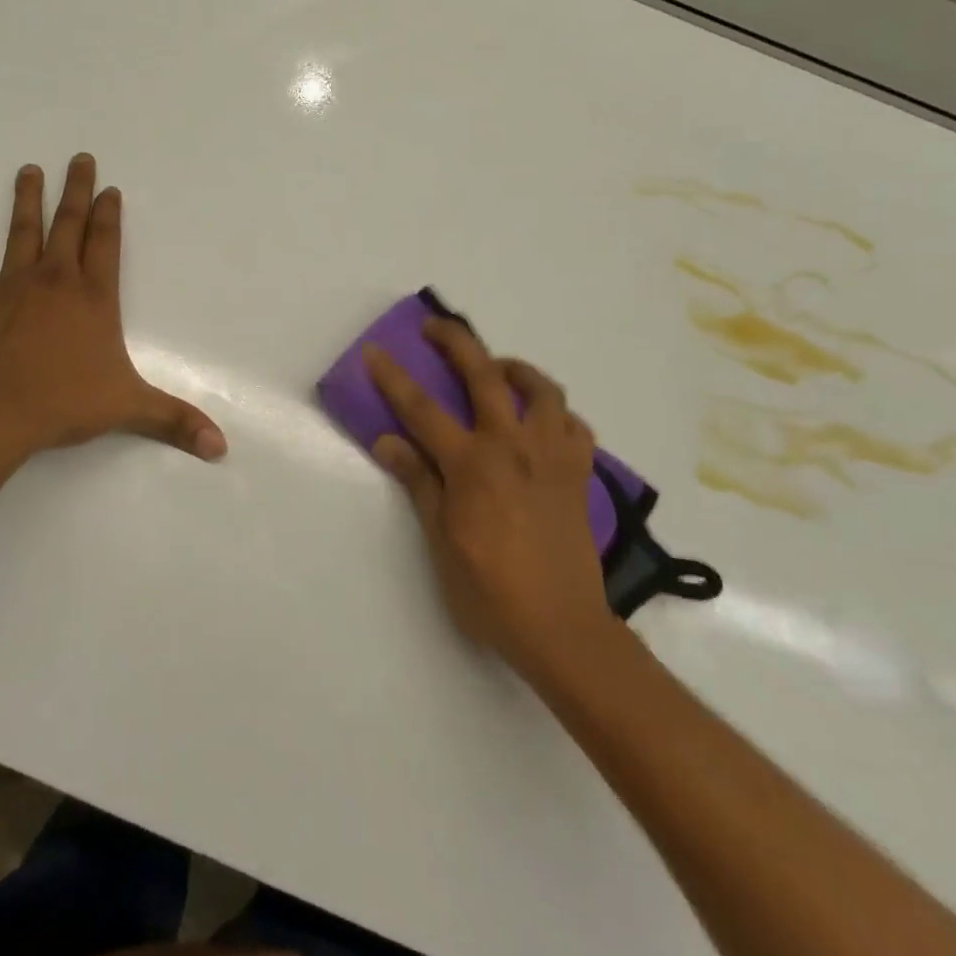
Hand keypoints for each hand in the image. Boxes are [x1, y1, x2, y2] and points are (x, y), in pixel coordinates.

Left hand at [0, 154, 226, 465]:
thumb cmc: (62, 404)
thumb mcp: (127, 409)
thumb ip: (175, 421)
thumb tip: (221, 447)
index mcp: (93, 298)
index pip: (106, 244)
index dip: (110, 214)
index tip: (110, 187)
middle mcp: (54, 280)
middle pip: (68, 224)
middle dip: (76, 190)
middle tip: (78, 157)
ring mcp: (11, 286)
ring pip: (22, 232)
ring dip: (27, 200)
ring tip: (29, 170)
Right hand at [365, 321, 615, 682]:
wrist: (562, 628)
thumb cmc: (490, 590)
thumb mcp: (440, 540)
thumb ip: (418, 482)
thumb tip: (388, 441)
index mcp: (472, 464)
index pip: (422, 409)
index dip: (394, 378)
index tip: (376, 352)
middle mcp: (513, 447)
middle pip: (484, 376)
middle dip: (457, 342)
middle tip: (437, 328)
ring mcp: (552, 457)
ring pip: (542, 390)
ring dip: (516, 369)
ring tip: (499, 370)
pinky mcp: (579, 474)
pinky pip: (574, 426)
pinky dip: (556, 414)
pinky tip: (542, 422)